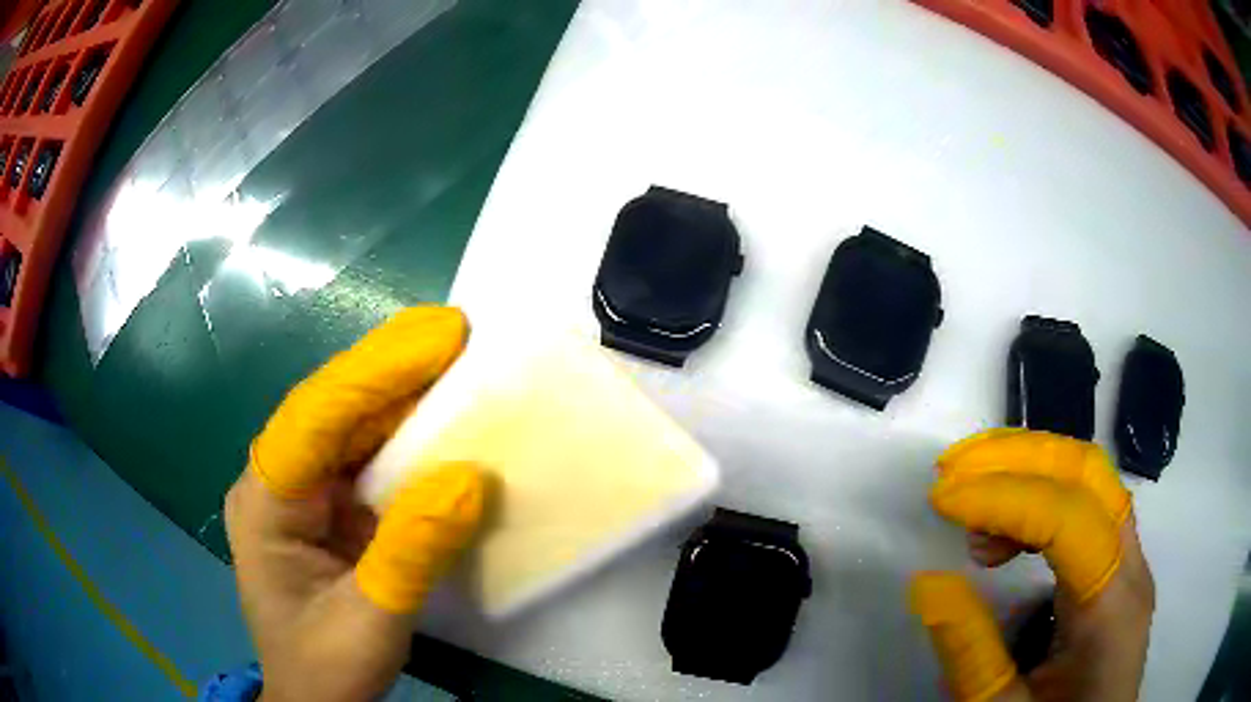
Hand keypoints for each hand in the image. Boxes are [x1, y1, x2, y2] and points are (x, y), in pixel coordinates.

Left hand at [225, 307, 487, 701]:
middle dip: (389, 369)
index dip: (373, 373)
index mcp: (264, 501)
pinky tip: (437, 417)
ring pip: (349, 426)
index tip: (440, 337)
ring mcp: (301, 491)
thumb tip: (469, 477)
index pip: (313, 418)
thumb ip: (411, 553)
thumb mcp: (370, 620)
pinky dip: (403, 436)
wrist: (315, 698)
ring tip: (453, 358)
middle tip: (455, 332)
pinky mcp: (327, 506)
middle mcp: (276, 481)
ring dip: (400, 395)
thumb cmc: (326, 666)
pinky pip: (365, 458)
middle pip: (331, 409)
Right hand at [911, 429, 1154, 701]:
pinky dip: (1045, 497)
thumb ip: (971, 654)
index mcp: (1111, 607)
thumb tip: (928, 583)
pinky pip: (1089, 507)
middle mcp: (1131, 566)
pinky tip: (1008, 534)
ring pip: (1092, 481)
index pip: (1069, 519)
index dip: (1006, 497)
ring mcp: (1131, 560)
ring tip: (973, 505)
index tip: (942, 500)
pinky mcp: (1120, 565)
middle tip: (956, 472)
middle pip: (1090, 475)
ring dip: (1031, 471)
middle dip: (1020, 458)